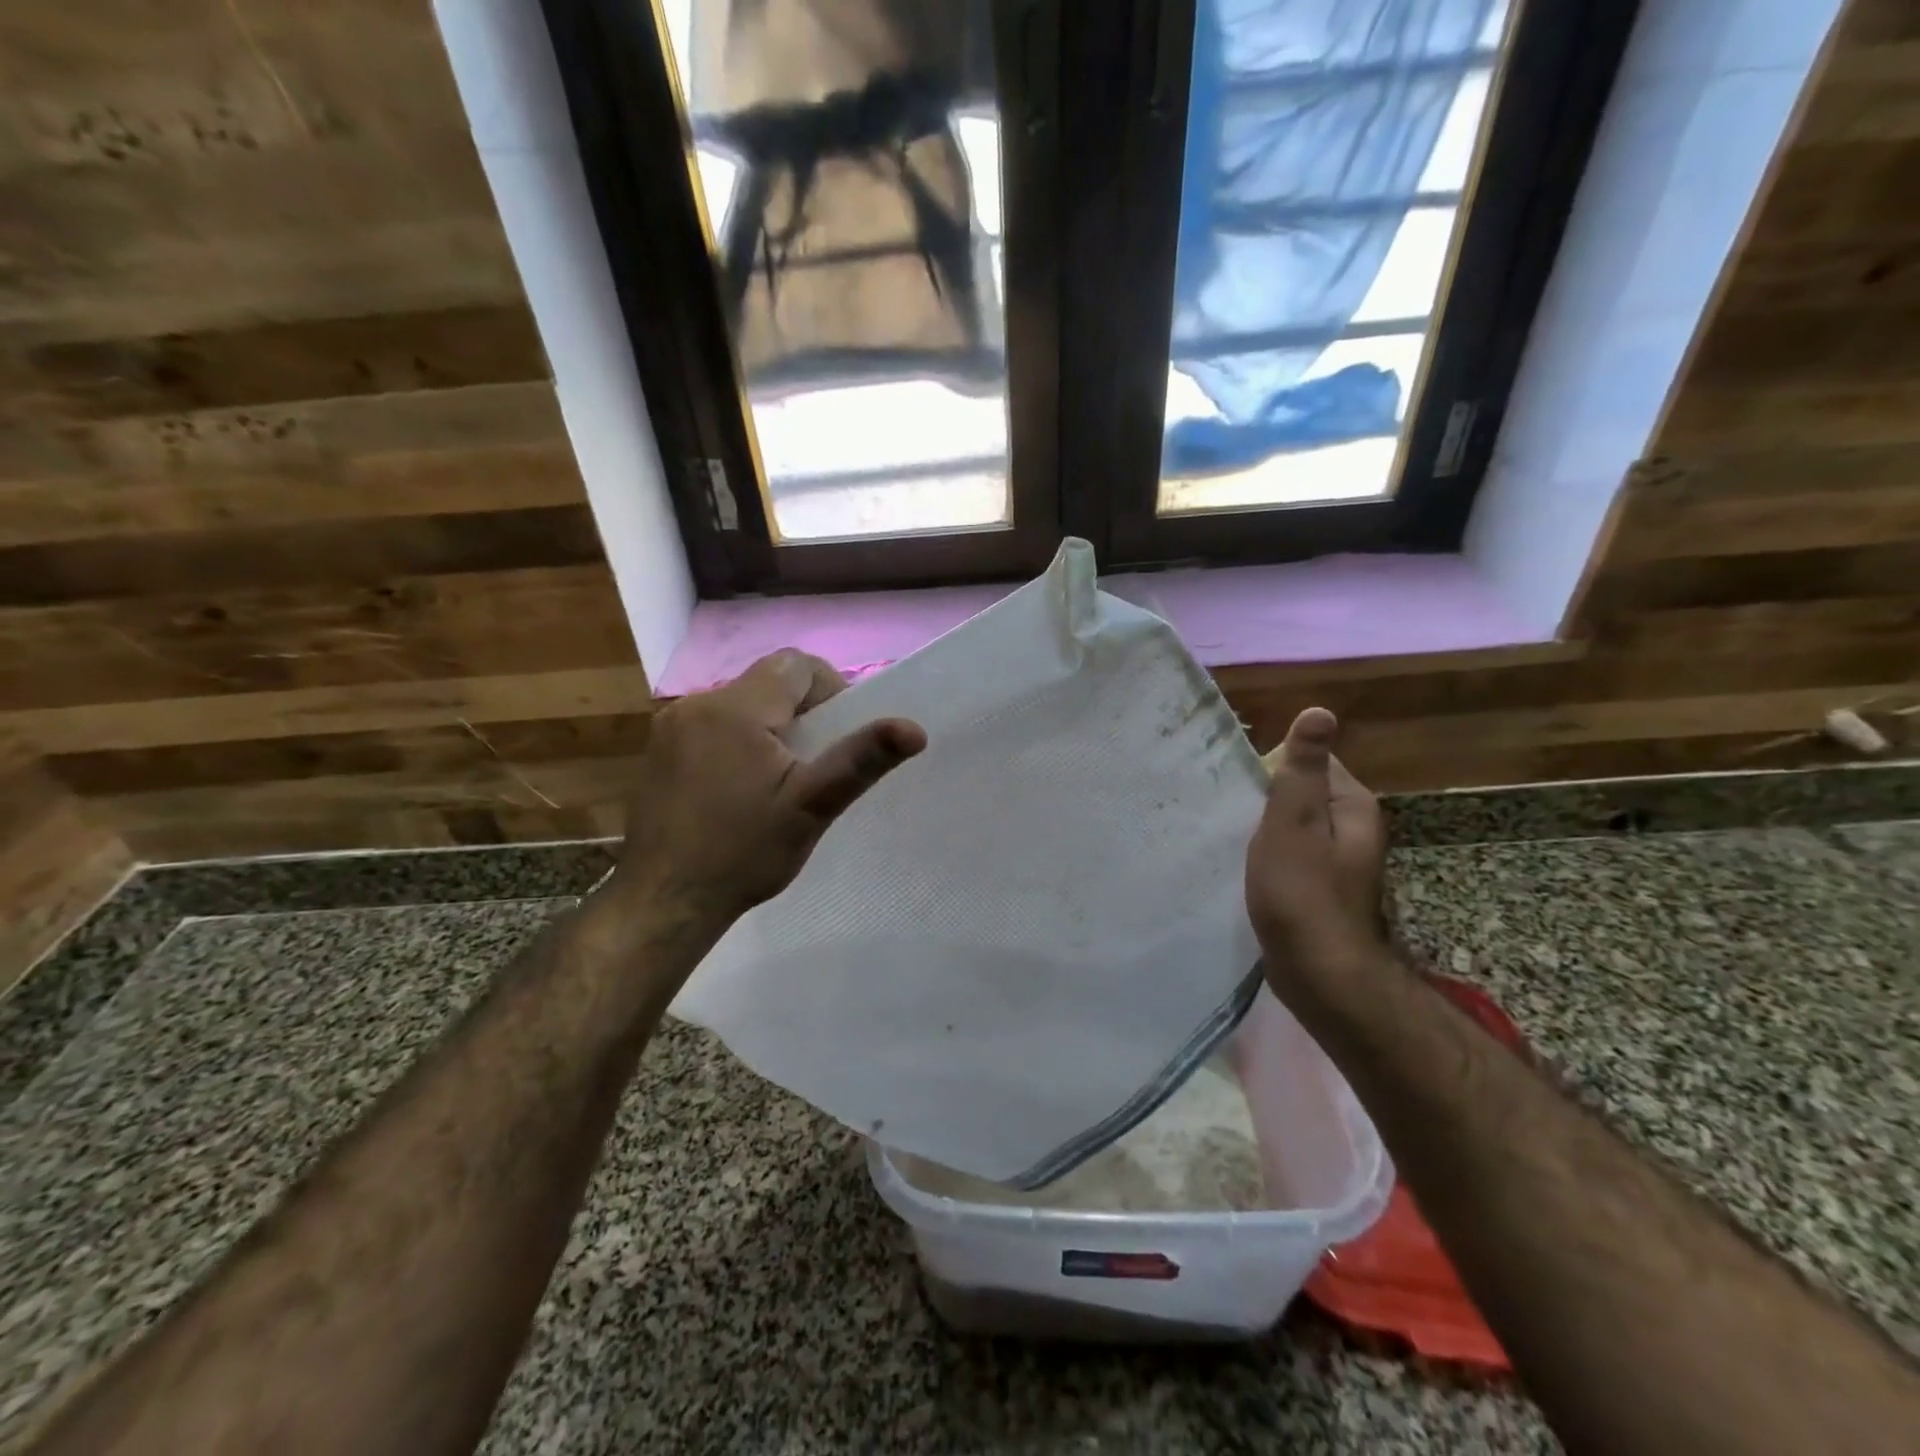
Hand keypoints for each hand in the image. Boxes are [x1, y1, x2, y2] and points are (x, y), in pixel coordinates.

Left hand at [610, 650, 926, 923]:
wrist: (664, 901)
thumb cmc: (743, 852)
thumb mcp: (811, 807)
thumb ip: (860, 760)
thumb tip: (915, 729)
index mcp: (737, 707)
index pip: (797, 664)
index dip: (828, 690)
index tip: (835, 737)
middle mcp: (697, 703)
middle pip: (767, 683)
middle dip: (799, 714)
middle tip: (811, 766)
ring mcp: (670, 726)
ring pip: (739, 705)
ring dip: (767, 728)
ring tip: (777, 781)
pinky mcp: (657, 750)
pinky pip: (711, 726)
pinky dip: (736, 742)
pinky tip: (737, 789)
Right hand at [1245, 707, 1389, 998]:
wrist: (1321, 975)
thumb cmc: (1302, 893)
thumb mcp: (1294, 822)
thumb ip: (1302, 769)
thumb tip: (1320, 711)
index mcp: (1352, 805)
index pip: (1311, 761)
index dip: (1272, 768)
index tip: (1238, 785)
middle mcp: (1353, 828)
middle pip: (1302, 793)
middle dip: (1266, 798)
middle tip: (1227, 810)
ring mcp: (1339, 861)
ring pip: (1294, 826)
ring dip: (1264, 828)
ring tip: (1229, 835)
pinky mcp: (1320, 888)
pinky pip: (1291, 855)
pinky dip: (1269, 855)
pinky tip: (1245, 866)